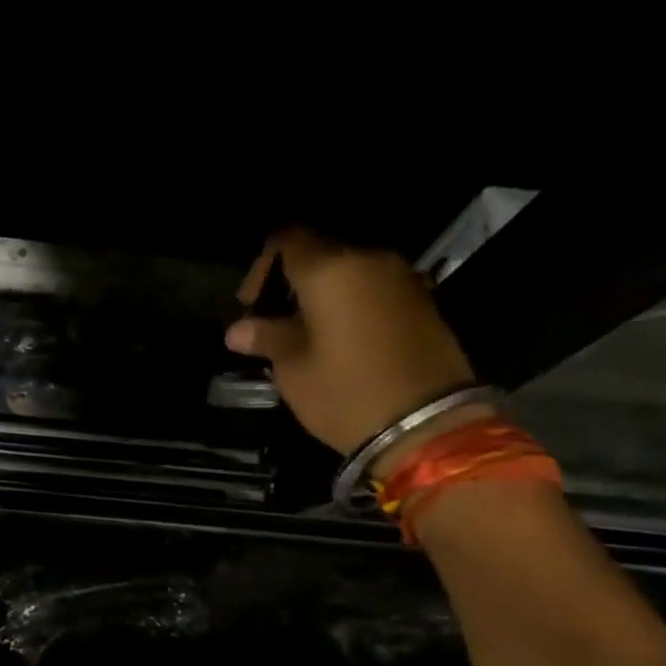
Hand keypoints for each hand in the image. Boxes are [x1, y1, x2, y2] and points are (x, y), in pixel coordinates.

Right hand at [224, 228, 480, 462]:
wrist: (428, 425)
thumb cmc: (346, 392)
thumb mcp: (293, 369)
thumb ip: (266, 338)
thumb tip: (238, 330)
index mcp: (329, 269)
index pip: (287, 240)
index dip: (262, 266)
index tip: (251, 305)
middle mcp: (368, 261)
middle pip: (320, 253)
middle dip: (291, 282)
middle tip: (273, 322)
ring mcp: (401, 280)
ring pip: (349, 272)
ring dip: (323, 295)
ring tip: (305, 334)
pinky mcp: (423, 303)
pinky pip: (374, 290)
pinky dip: (351, 305)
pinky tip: (339, 340)